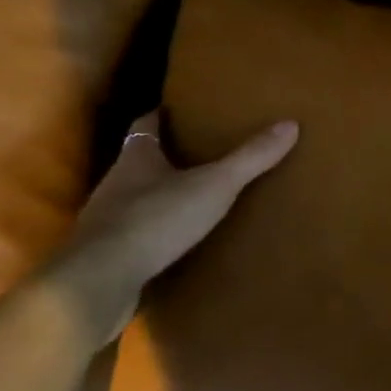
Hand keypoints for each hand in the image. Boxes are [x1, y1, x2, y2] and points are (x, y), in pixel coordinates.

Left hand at [55, 111, 297, 338]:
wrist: (101, 280)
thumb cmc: (156, 219)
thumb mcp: (214, 186)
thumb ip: (250, 158)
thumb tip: (290, 124)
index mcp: (136, 158)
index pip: (145, 126)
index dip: (160, 116)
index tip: (174, 110)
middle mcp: (115, 183)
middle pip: (138, 161)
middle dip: (163, 158)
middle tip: (195, 155)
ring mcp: (105, 221)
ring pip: (134, 199)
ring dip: (157, 198)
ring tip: (189, 201)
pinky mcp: (106, 255)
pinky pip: (132, 236)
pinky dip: (151, 234)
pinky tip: (172, 244)